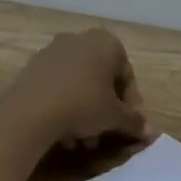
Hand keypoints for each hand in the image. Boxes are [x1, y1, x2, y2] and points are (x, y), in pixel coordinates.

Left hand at [1, 28, 150, 151]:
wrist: (31, 111)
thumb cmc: (83, 105)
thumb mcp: (114, 116)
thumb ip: (134, 121)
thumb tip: (150, 132)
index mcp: (106, 42)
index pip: (127, 75)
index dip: (132, 105)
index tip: (130, 127)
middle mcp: (80, 39)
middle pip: (102, 79)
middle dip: (106, 110)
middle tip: (107, 134)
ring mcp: (54, 51)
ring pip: (80, 85)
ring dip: (86, 112)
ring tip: (85, 141)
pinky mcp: (34, 66)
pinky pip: (59, 86)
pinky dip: (66, 107)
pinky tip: (65, 134)